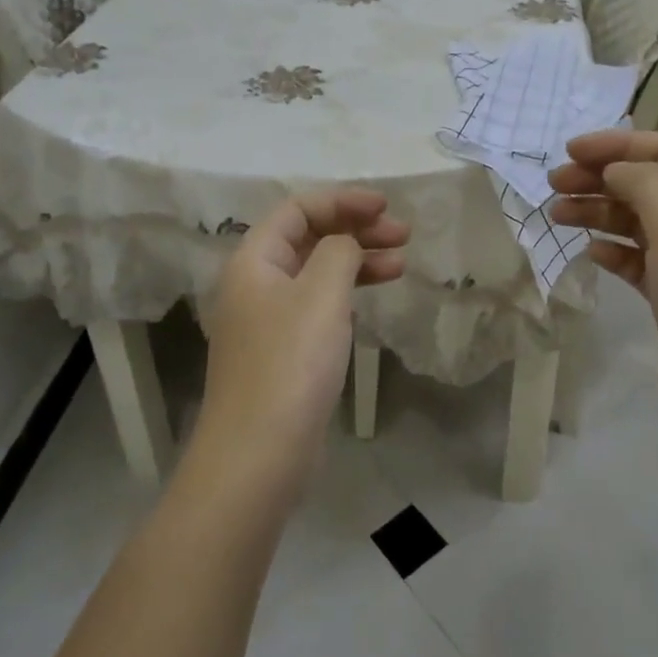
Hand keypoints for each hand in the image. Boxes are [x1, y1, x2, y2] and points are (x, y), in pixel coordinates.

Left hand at [195, 189, 408, 489]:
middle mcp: (256, 282)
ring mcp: (268, 319)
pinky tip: (372, 298)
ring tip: (401, 263)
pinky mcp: (283, 350)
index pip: (298, 209)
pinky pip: (317, 304)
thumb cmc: (290, 364)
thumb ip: (339, 252)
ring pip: (316, 272)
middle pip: (308, 238)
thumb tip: (346, 243)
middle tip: (403, 235)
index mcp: (254, 260)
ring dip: (357, 261)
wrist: (258, 455)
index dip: (342, 201)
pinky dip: (346, 294)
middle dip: (355, 229)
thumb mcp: (321, 295)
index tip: (385, 207)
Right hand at [549, 130, 657, 447]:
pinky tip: (591, 253)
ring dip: (598, 212)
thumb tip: (615, 169)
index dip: (618, 145)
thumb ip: (644, 183)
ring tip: (557, 215)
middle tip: (553, 184)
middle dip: (600, 178)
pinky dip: (613, 251)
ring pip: (638, 222)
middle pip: (648, 185)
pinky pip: (637, 261)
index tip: (571, 151)